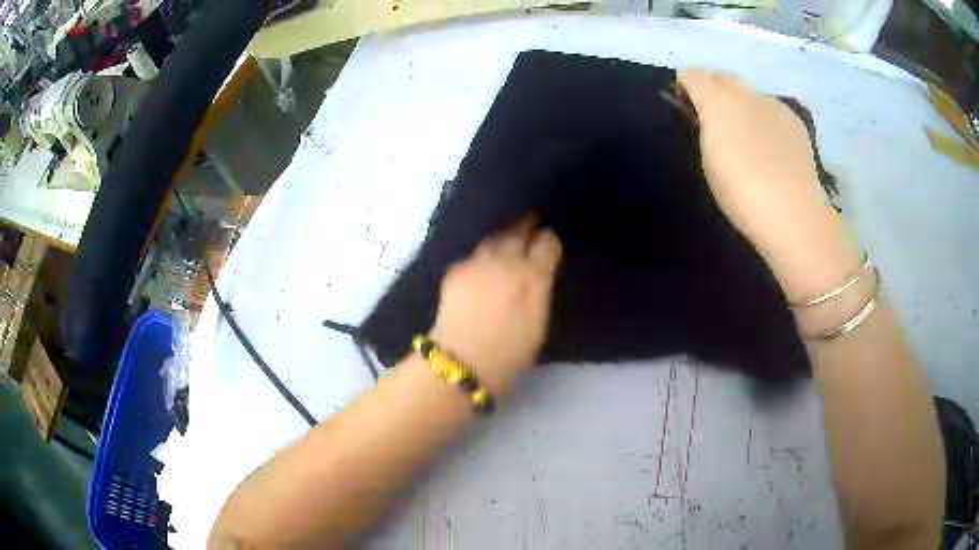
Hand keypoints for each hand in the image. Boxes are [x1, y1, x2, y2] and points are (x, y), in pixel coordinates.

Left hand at [431, 216, 561, 394]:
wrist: (461, 362)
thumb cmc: (509, 354)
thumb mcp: (539, 322)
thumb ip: (540, 289)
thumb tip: (540, 270)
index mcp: (533, 277)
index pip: (547, 242)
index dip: (549, 240)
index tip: (548, 242)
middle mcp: (507, 261)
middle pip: (519, 229)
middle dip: (527, 224)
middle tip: (531, 222)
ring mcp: (478, 262)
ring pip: (494, 237)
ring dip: (503, 235)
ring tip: (507, 238)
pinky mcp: (456, 269)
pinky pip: (474, 253)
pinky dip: (482, 255)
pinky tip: (482, 262)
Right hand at [678, 69, 861, 300]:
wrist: (794, 216)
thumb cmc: (741, 192)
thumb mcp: (708, 160)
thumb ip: (702, 127)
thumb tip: (701, 111)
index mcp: (718, 101)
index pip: (693, 75)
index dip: (685, 87)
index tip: (684, 110)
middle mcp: (747, 93)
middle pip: (722, 77)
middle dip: (713, 89)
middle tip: (711, 119)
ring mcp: (775, 106)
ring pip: (749, 92)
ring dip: (741, 103)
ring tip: (745, 135)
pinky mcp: (796, 123)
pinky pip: (772, 109)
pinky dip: (764, 117)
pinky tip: (770, 144)